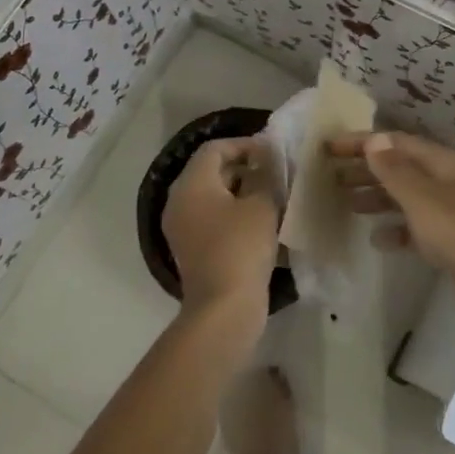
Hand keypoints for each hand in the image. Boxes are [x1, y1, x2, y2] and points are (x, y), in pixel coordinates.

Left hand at [162, 137, 279, 322]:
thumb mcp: (262, 204)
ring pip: (213, 197)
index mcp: (191, 184)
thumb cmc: (242, 247)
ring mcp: (182, 228)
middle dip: (244, 168)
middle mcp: (179, 201)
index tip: (272, 153)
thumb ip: (267, 175)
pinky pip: (212, 219)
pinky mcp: (191, 250)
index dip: (245, 145)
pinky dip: (234, 214)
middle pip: (211, 171)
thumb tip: (269, 160)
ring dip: (242, 192)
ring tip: (273, 196)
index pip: (215, 149)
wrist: (224, 308)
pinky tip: (261, 223)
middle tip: (275, 173)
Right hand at [327, 131, 454, 339]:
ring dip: (378, 197)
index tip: (329, 148)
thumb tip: (375, 139)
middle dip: (367, 169)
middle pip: (403, 168)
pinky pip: (418, 227)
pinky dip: (396, 229)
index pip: (398, 143)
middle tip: (330, 175)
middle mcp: (451, 183)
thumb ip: (396, 171)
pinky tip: (377, 240)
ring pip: (408, 197)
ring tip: (346, 203)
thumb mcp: (425, 202)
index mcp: (447, 165)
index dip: (363, 142)